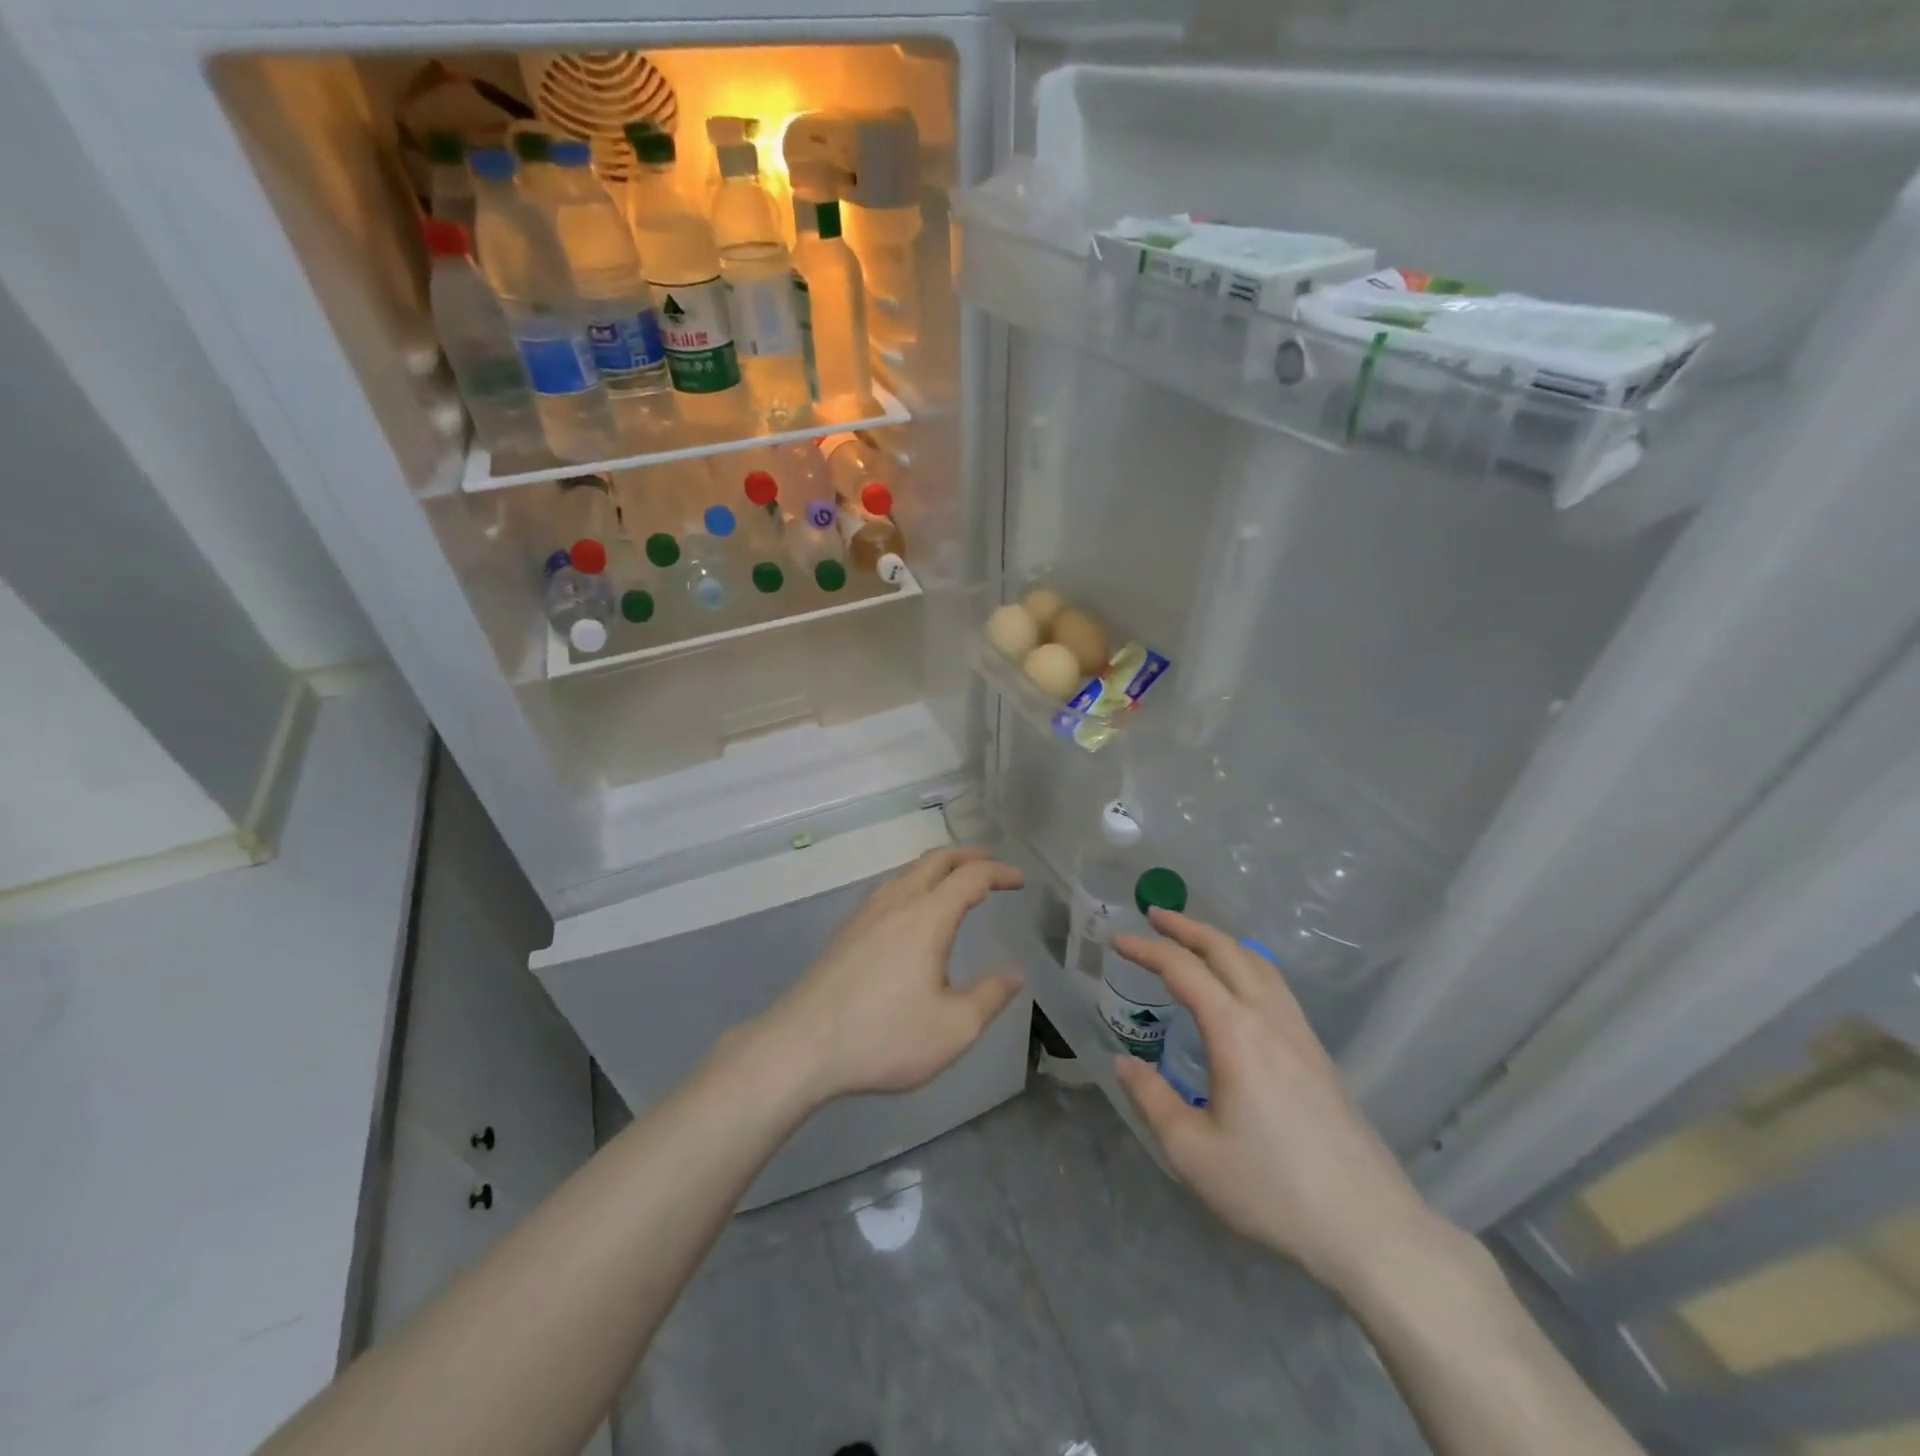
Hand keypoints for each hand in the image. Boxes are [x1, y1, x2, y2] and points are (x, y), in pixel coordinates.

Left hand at [755, 847, 1025, 1105]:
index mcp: (927, 917)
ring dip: (937, 869)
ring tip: (954, 883)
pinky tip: (911, 913)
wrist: (800, 1046)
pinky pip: (888, 890)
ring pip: (907, 873)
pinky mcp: (845, 931)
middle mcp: (896, 903)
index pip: (971, 877)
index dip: (999, 873)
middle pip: (936, 860)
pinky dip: (914, 885)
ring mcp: (865, 914)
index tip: (1020, 881)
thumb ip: (989, 998)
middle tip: (991, 864)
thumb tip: (1014, 975)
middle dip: (968, 856)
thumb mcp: (952, 1029)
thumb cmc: (883, 1037)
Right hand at [1111, 910, 1439, 1293]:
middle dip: (1186, 927)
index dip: (1146, 949)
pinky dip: (1246, 965)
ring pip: (1258, 963)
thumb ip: (1152, 1100)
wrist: (1370, 1228)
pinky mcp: (1318, 1054)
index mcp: (1235, 1032)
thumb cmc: (1273, 1189)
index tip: (1116, 940)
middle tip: (1154, 915)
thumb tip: (1124, 1064)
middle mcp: (1269, 1018)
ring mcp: (1300, 1033)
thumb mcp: (1192, 1153)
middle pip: (1226, 950)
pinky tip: (1239, 988)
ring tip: (1193, 941)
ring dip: (1220, 942)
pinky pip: (1276, 986)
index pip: (1183, 969)